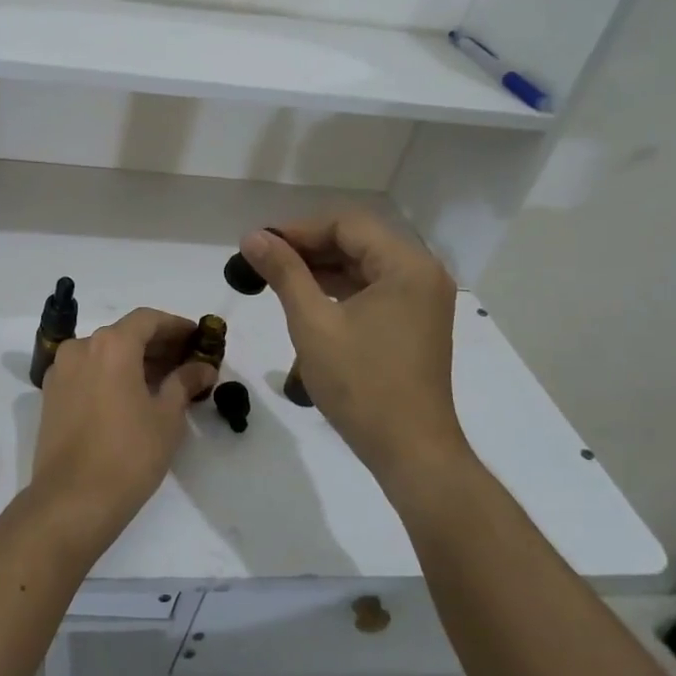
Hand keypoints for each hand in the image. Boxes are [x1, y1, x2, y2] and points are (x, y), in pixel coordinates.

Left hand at [29, 308, 215, 547]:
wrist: (72, 501)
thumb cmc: (128, 454)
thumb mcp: (167, 417)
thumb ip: (184, 383)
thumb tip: (202, 368)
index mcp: (111, 345)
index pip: (148, 319)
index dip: (175, 326)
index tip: (197, 338)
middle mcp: (81, 348)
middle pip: (124, 334)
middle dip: (156, 344)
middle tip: (186, 362)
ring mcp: (61, 371)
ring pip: (103, 353)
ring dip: (133, 360)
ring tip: (163, 382)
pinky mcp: (51, 395)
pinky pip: (87, 372)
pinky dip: (111, 375)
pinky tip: (132, 396)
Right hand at [239, 212, 469, 477]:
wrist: (409, 450)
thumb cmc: (361, 383)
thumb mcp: (313, 323)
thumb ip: (284, 273)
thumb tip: (252, 237)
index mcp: (407, 266)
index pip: (347, 225)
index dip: (299, 230)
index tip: (259, 245)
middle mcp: (422, 274)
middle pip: (357, 242)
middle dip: (308, 248)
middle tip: (262, 262)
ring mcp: (421, 300)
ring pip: (363, 266)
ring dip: (321, 269)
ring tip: (275, 279)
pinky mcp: (414, 323)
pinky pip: (372, 290)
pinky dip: (339, 290)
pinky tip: (306, 300)